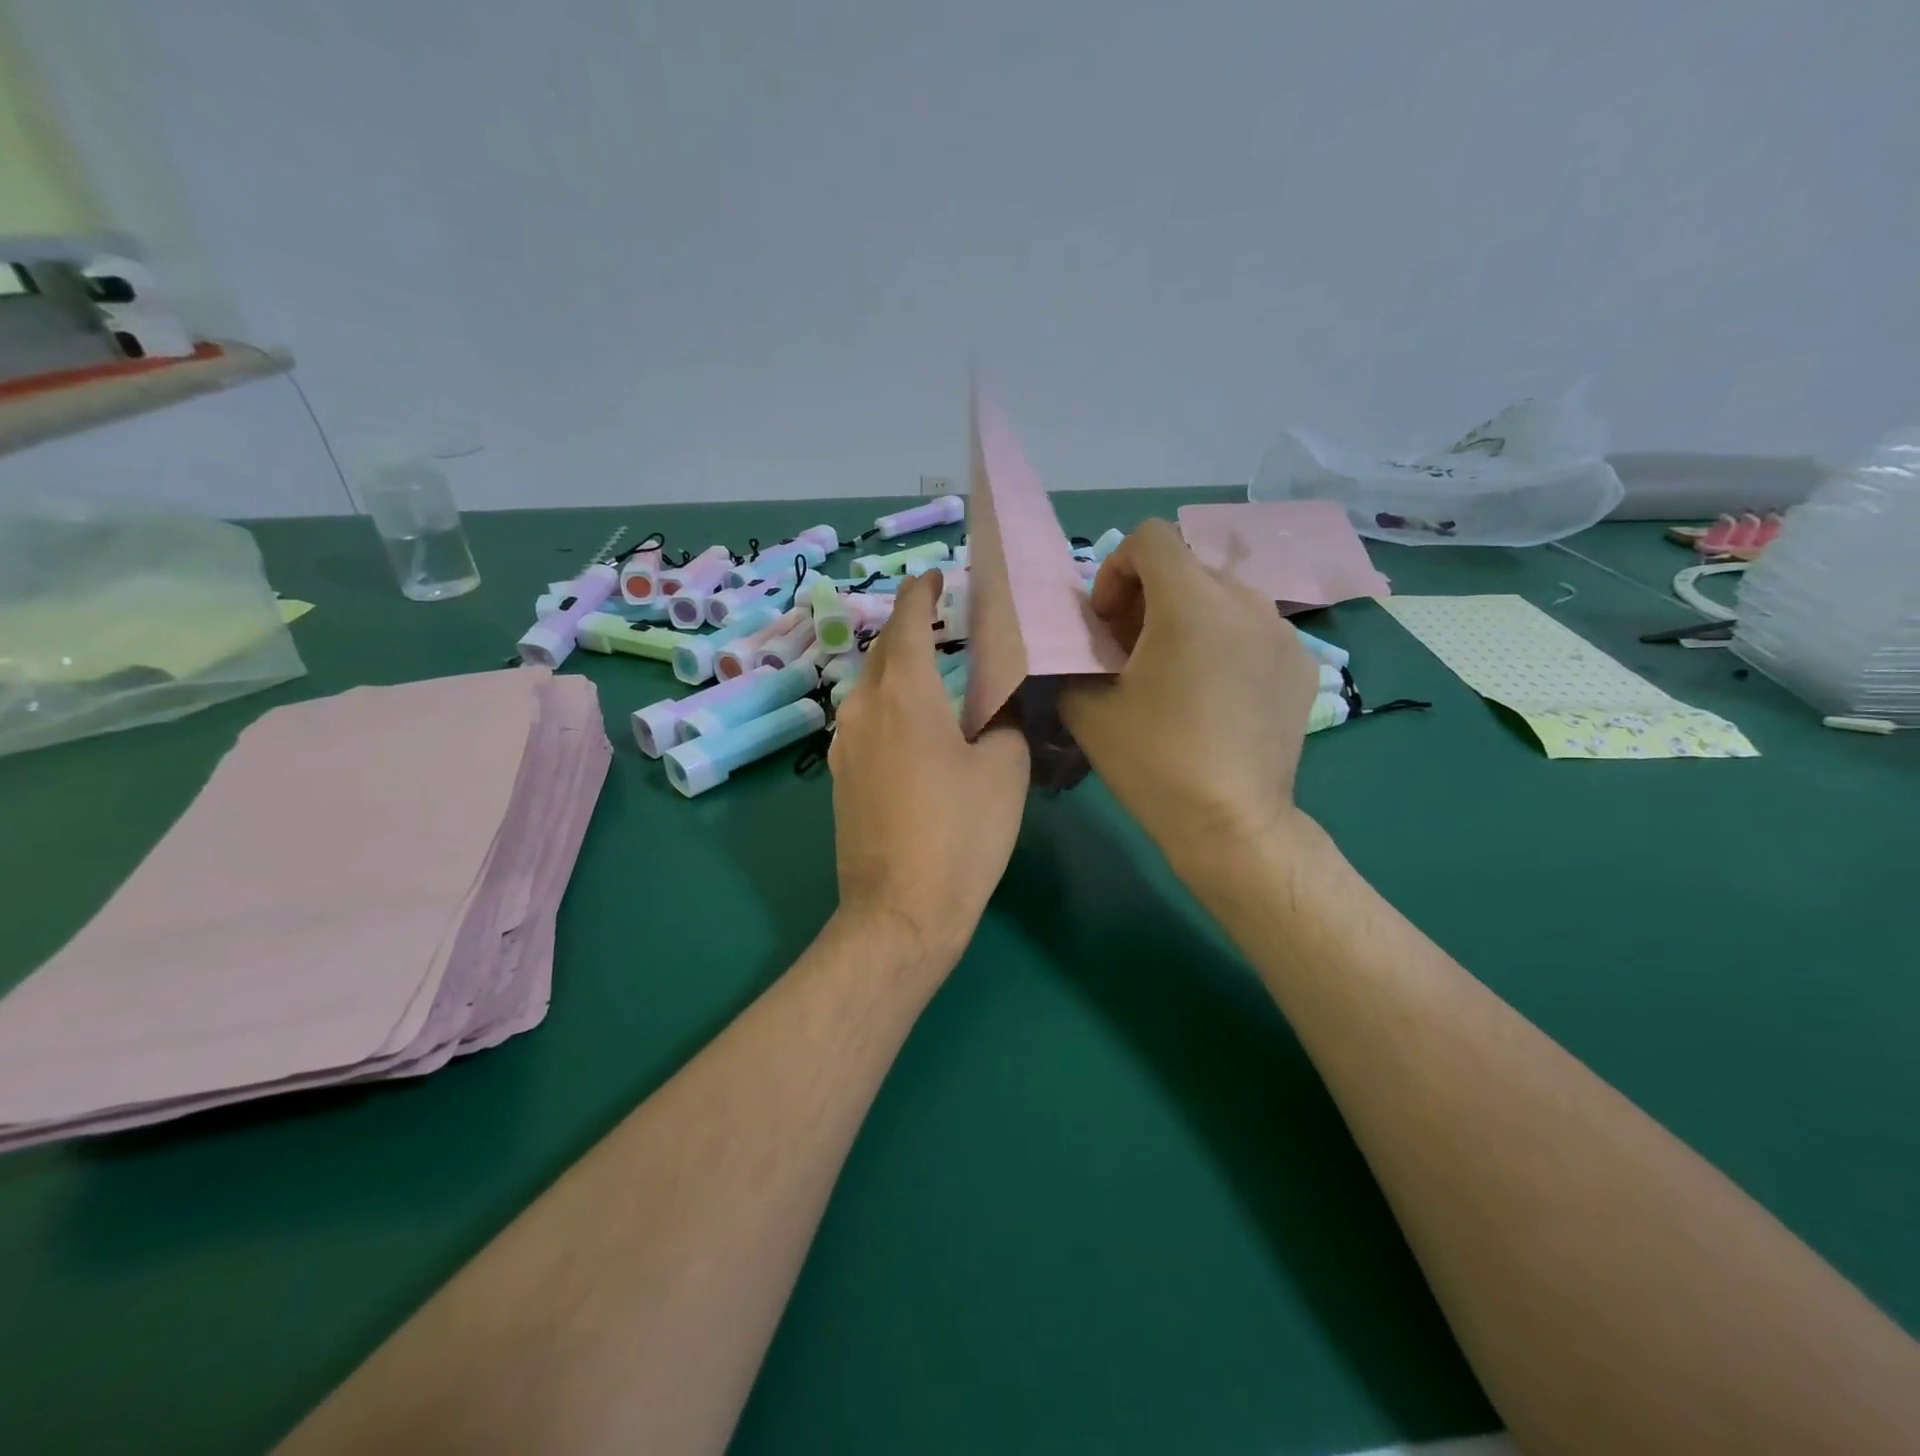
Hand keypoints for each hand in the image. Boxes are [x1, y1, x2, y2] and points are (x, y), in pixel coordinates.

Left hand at [828, 571, 1029, 962]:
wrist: (900, 912)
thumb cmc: (960, 834)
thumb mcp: (1003, 770)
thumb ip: (1002, 724)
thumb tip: (994, 713)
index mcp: (903, 694)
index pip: (907, 621)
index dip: (922, 593)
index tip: (937, 578)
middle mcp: (862, 708)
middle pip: (883, 651)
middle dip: (909, 629)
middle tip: (944, 624)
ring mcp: (844, 745)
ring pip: (870, 688)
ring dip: (899, 670)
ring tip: (934, 673)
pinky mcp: (840, 778)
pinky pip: (866, 722)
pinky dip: (890, 706)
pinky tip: (916, 727)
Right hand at [1058, 519, 1318, 872]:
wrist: (1232, 824)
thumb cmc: (1154, 761)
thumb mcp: (1086, 708)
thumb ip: (1075, 656)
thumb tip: (1088, 644)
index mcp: (1190, 602)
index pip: (1150, 537)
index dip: (1116, 569)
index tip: (1106, 622)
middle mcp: (1245, 601)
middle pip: (1187, 566)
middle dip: (1148, 597)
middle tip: (1131, 651)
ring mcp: (1283, 633)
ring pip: (1224, 597)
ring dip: (1189, 618)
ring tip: (1176, 672)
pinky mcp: (1304, 665)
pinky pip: (1255, 631)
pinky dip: (1227, 644)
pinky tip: (1217, 696)